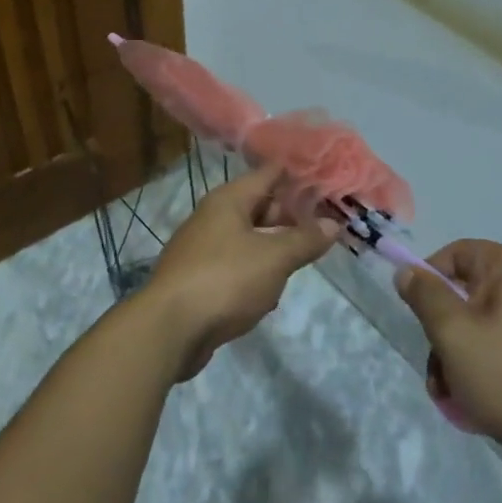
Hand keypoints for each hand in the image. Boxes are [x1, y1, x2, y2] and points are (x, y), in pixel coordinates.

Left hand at [145, 161, 340, 378]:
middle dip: (289, 216)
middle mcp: (212, 218)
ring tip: (301, 260)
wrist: (170, 328)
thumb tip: (332, 224)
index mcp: (228, 201)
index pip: (268, 174)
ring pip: (248, 240)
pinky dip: (254, 275)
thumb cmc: (225, 280)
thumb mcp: (274, 258)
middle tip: (324, 225)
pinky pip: (235, 268)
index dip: (297, 175)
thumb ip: (304, 240)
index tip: (326, 178)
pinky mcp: (198, 280)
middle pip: (258, 207)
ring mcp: (202, 249)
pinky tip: (268, 295)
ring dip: (273, 249)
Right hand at [395, 239, 501, 481]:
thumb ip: (426, 297)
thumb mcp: (454, 335)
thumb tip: (408, 271)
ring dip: (462, 360)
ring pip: (487, 330)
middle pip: (469, 296)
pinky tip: (484, 407)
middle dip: (444, 335)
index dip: (429, 279)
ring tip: (456, 400)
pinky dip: (491, 372)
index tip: (418, 317)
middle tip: (437, 374)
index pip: (456, 253)